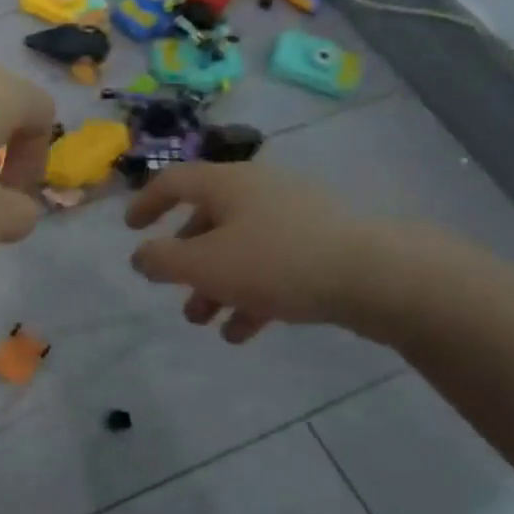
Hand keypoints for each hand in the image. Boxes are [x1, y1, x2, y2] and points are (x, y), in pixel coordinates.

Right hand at [125, 163, 397, 341]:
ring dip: (215, 285)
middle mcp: (259, 192)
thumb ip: (162, 261)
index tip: (131, 229)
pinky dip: (251, 294)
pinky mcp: (323, 247)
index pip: (174, 181)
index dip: (146, 203)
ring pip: (240, 249)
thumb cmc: (277, 262)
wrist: (381, 277)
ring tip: (204, 322)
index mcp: (228, 184)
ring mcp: (295, 218)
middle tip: (173, 291)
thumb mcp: (204, 264)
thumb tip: (141, 256)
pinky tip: (243, 332)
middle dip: (186, 261)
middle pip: (208, 221)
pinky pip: (273, 267)